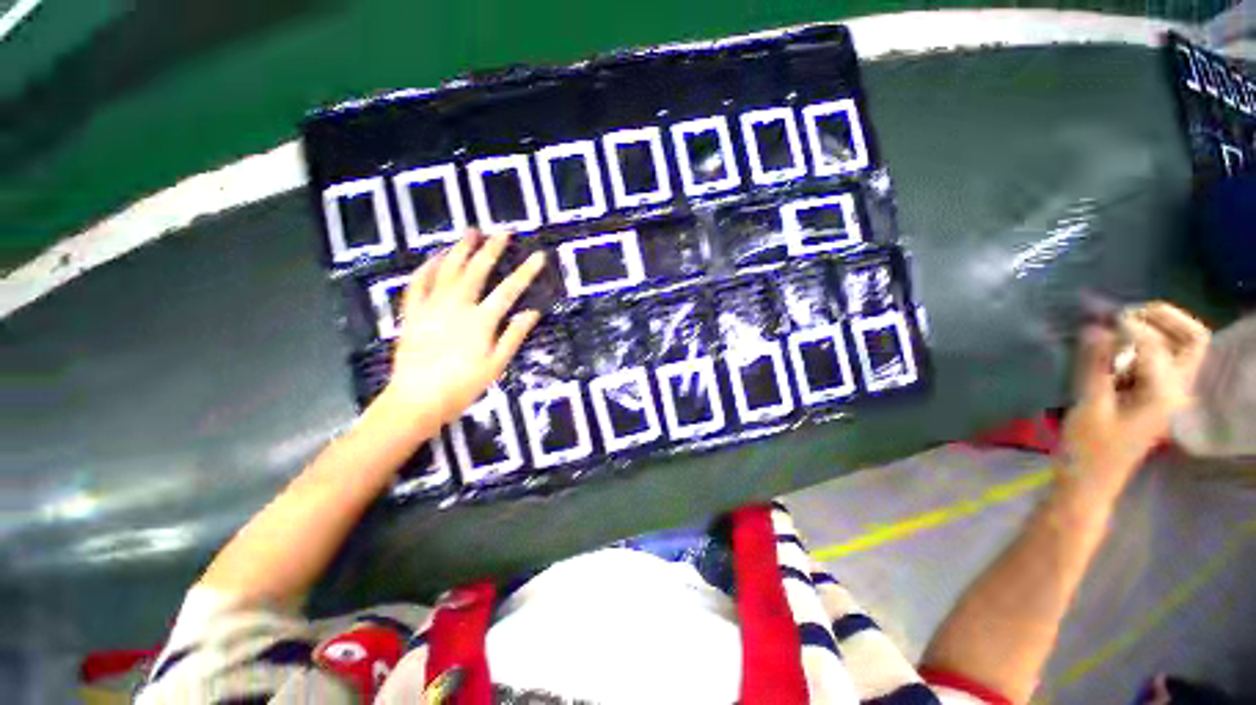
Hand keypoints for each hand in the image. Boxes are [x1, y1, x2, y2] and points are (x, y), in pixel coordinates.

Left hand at [380, 230, 544, 427]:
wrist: (416, 401)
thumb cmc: (462, 386)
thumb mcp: (496, 365)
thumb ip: (514, 336)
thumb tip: (532, 312)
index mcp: (480, 321)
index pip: (508, 290)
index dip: (525, 272)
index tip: (538, 256)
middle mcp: (456, 306)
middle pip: (476, 271)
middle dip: (491, 250)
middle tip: (502, 232)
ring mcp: (431, 307)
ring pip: (447, 271)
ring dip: (460, 250)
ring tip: (470, 232)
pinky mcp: (411, 314)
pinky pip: (417, 284)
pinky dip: (426, 267)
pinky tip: (434, 257)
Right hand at [1060, 302, 1209, 502]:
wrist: (1091, 480)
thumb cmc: (1088, 449)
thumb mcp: (1090, 407)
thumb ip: (1096, 366)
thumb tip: (1095, 327)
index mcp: (1164, 394)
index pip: (1155, 344)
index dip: (1128, 326)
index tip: (1098, 318)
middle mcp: (1176, 389)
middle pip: (1192, 339)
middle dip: (1165, 317)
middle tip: (1127, 313)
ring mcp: (1168, 393)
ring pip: (1181, 346)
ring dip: (1157, 328)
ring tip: (1121, 324)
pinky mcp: (1154, 395)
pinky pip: (1162, 358)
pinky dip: (1144, 343)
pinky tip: (1117, 348)